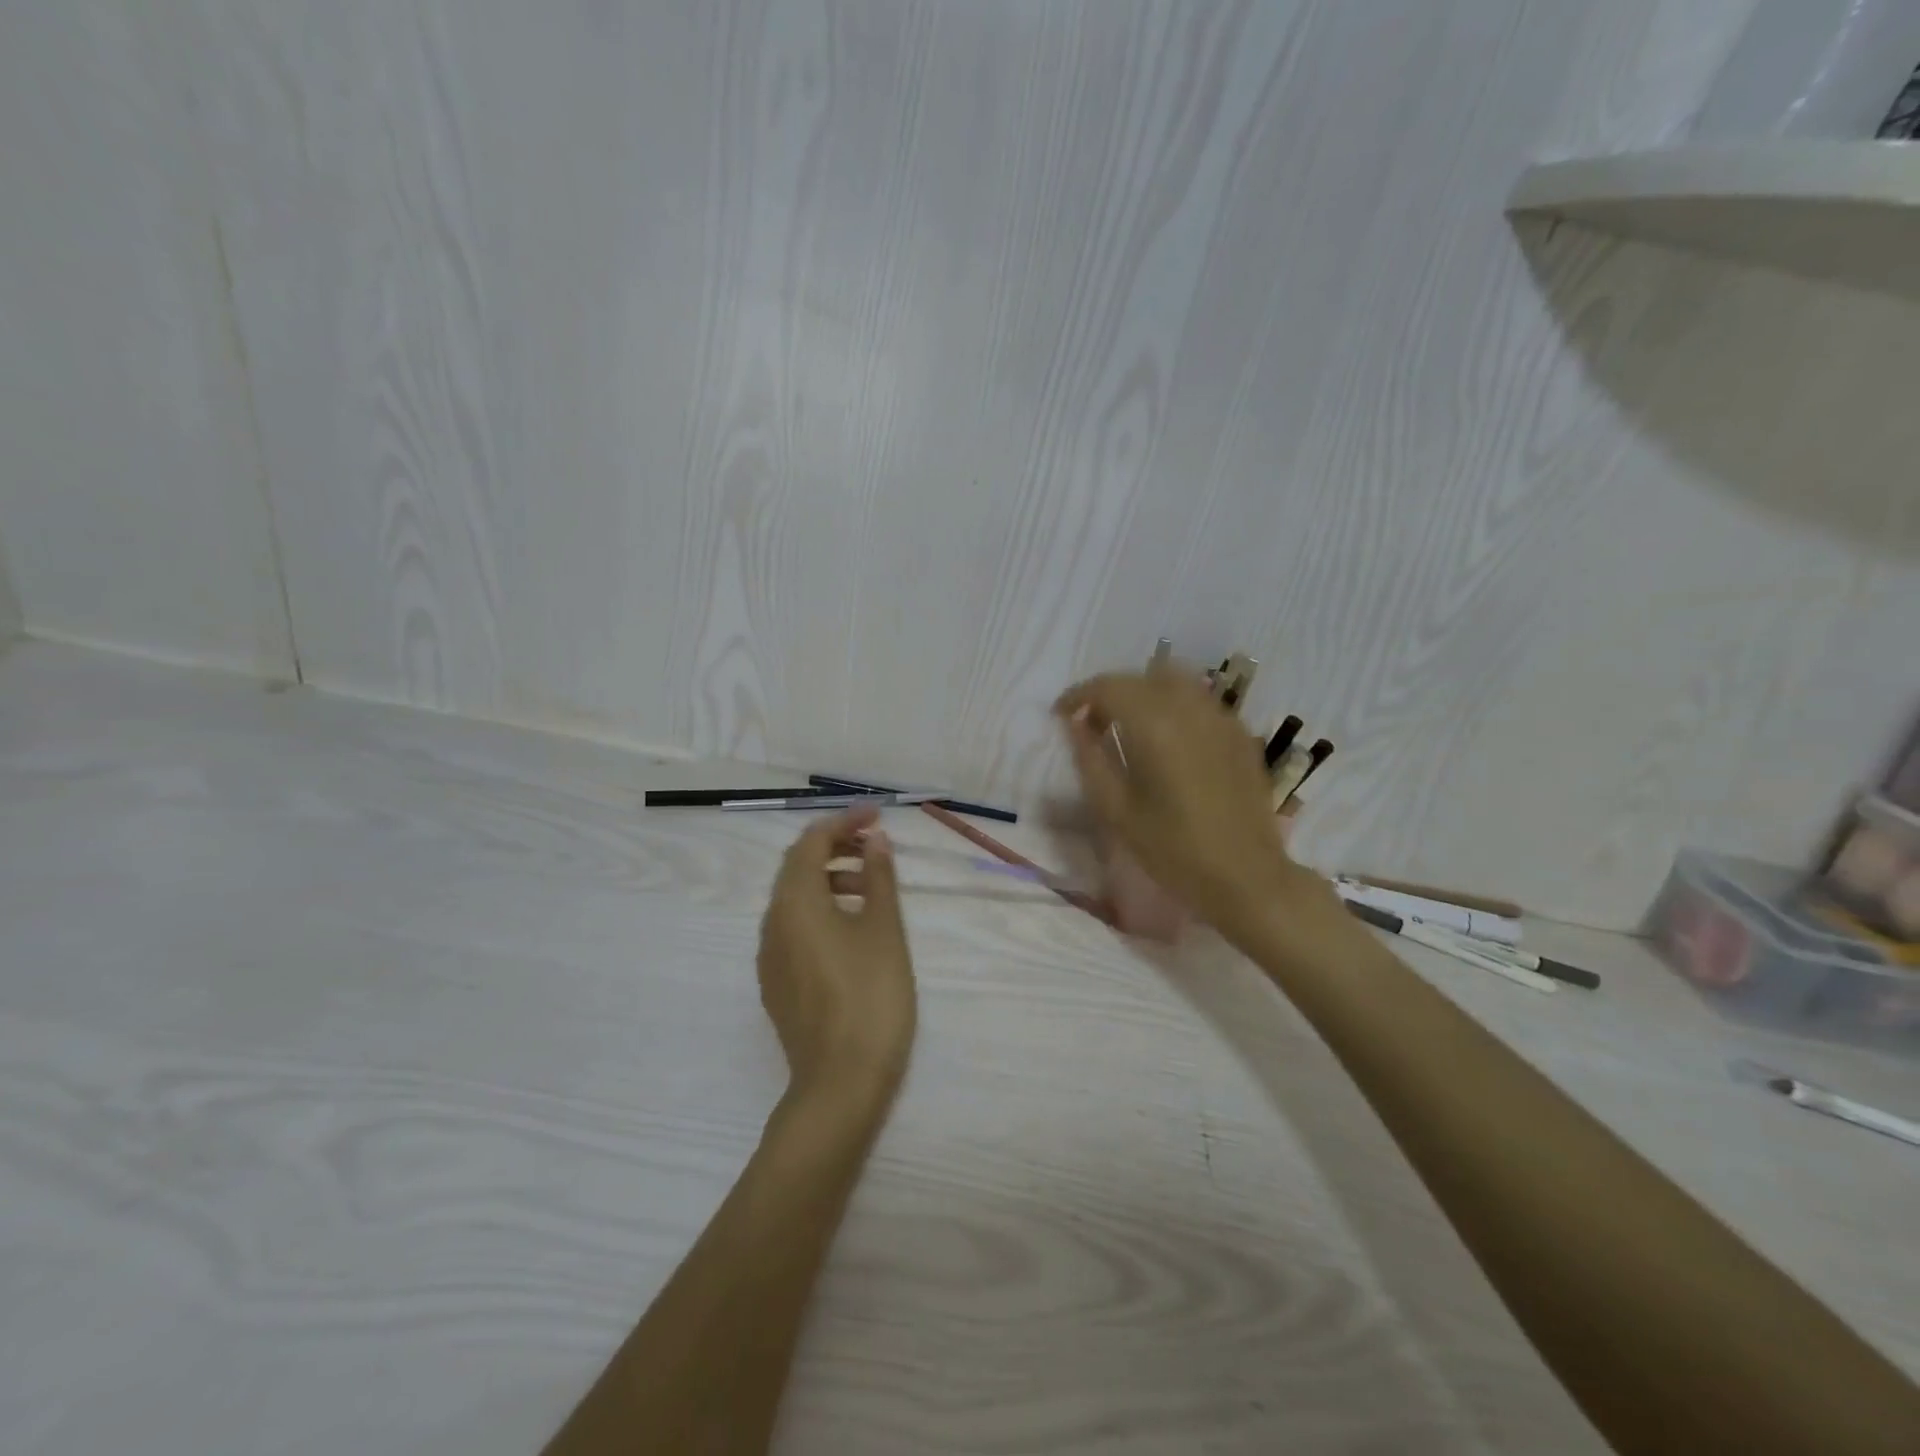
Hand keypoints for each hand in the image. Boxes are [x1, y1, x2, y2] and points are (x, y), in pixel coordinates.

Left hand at [757, 806, 916, 1111]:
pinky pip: (793, 928)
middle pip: (797, 868)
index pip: (810, 843)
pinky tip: (851, 927)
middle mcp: (772, 924)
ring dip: (828, 879)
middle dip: (834, 847)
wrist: (839, 1085)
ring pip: (794, 899)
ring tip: (871, 885)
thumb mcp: (884, 930)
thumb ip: (878, 878)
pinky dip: (820, 909)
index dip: (843, 822)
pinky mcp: (777, 983)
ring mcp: (770, 957)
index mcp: (795, 903)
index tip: (877, 815)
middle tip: (875, 844)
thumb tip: (874, 839)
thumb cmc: (870, 997)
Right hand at [1055, 667, 1306, 930]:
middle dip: (1110, 693)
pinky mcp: (1240, 733)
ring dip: (1144, 694)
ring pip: (1174, 681)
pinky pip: (1199, 701)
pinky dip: (1173, 706)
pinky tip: (1168, 741)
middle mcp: (1190, 708)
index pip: (1108, 686)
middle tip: (1092, 725)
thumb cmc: (1173, 850)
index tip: (1061, 715)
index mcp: (1155, 725)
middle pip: (1141, 676)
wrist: (1247, 878)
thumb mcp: (1117, 810)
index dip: (1078, 696)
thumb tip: (1074, 724)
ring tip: (1129, 728)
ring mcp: (1221, 717)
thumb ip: (1090, 759)